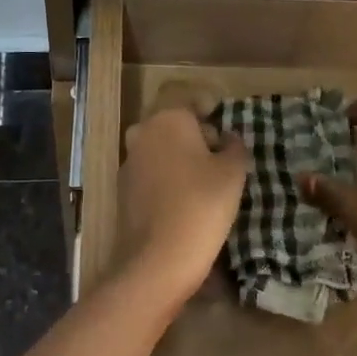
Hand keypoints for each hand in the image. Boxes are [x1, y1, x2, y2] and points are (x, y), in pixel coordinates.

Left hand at [116, 108, 247, 300]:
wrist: (158, 258)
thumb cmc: (202, 205)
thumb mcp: (233, 172)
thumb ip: (234, 146)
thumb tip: (227, 138)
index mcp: (167, 119)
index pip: (188, 97)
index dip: (208, 107)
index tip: (224, 125)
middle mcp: (142, 133)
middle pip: (172, 122)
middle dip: (195, 134)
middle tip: (220, 157)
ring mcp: (128, 161)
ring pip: (159, 147)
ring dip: (180, 156)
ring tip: (205, 182)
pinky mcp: (122, 189)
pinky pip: (150, 172)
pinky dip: (166, 177)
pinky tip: (183, 200)